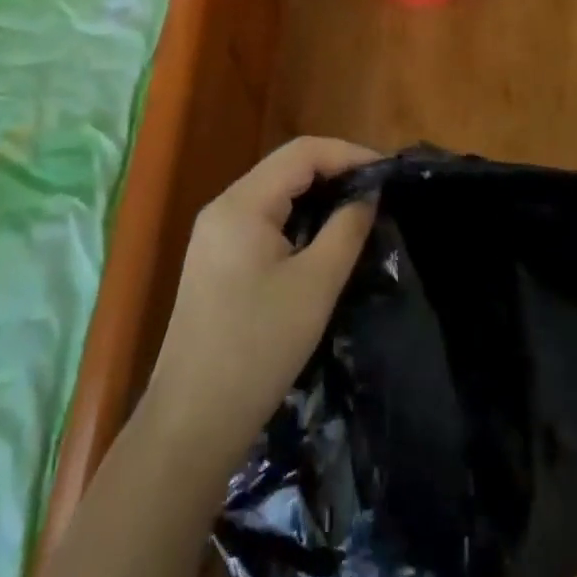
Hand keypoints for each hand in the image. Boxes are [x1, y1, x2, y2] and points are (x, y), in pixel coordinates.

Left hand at [146, 137, 378, 464]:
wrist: (191, 424)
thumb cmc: (257, 350)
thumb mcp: (315, 286)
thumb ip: (346, 230)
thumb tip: (368, 195)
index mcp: (242, 204)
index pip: (302, 152)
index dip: (347, 153)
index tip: (386, 172)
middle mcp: (223, 207)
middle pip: (285, 167)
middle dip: (334, 171)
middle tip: (377, 190)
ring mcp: (214, 234)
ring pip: (274, 193)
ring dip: (316, 194)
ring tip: (357, 209)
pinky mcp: (215, 260)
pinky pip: (262, 219)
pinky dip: (296, 217)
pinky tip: (320, 237)